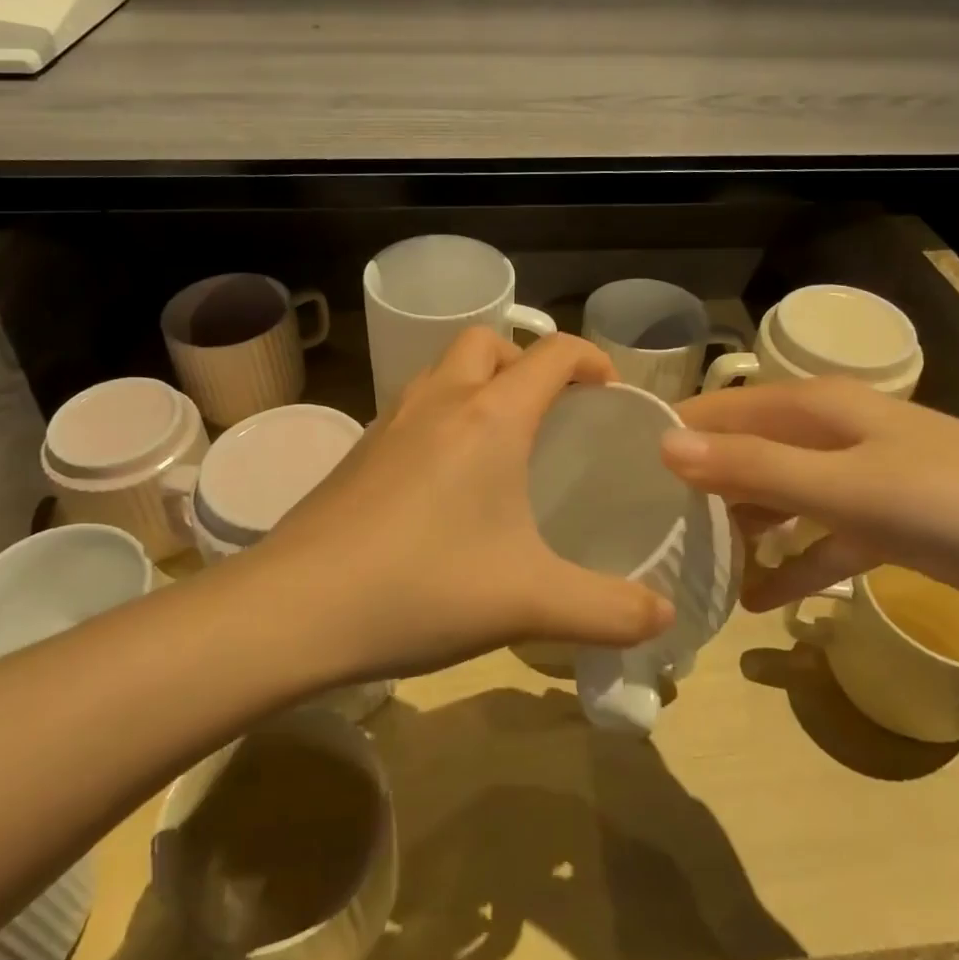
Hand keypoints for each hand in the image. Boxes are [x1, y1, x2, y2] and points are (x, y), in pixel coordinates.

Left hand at [251, 329, 674, 680]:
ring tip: (499, 443)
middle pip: (486, 342)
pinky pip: (411, 408)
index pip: (552, 353)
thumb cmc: (423, 588)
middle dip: (524, 362)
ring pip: (441, 371)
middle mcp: (439, 402)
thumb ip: (609, 610)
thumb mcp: (531, 603)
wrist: (295, 608)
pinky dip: (440, 418)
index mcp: (490, 417)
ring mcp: (388, 423)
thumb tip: (663, 616)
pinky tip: (443, 484)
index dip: (589, 358)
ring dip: (477, 385)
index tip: (608, 391)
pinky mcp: (357, 452)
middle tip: (547, 413)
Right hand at [660, 376, 958, 624]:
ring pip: (779, 496)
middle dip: (700, 488)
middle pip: (745, 453)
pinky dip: (793, 563)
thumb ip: (753, 467)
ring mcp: (860, 478)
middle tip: (648, 531)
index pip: (719, 410)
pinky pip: (821, 538)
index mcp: (813, 407)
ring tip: (696, 569)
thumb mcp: (844, 487)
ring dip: (743, 530)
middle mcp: (829, 432)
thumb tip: (662, 445)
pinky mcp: (887, 521)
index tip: (618, 473)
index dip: (671, 434)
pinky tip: (762, 601)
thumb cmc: (956, 501)